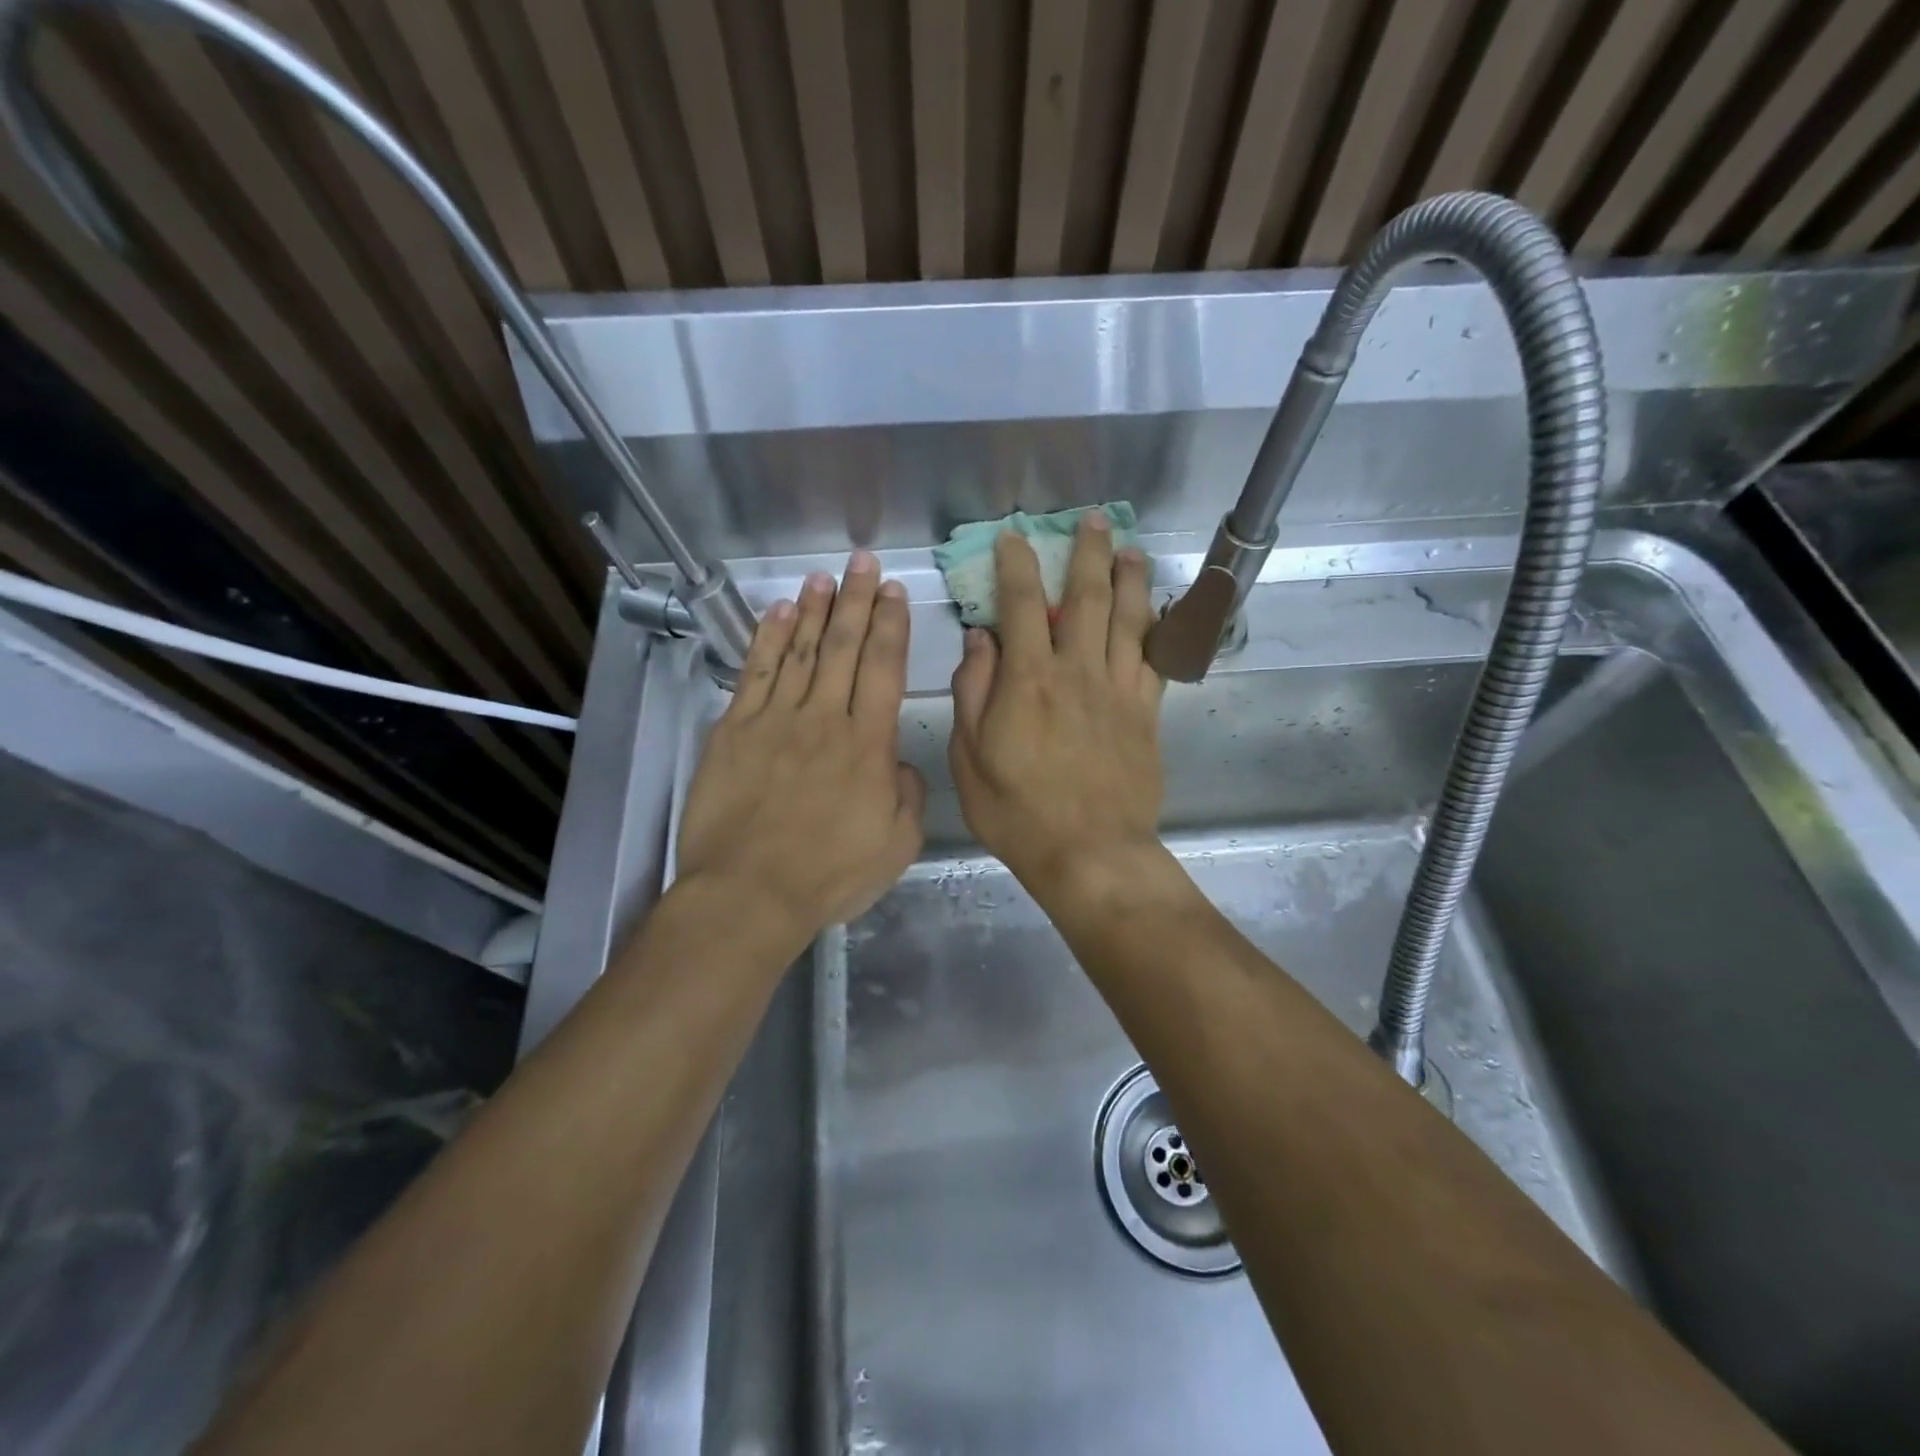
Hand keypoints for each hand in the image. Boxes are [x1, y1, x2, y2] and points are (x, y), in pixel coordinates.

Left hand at [677, 552, 924, 941]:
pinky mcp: (734, 731)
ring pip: (799, 651)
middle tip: (863, 564)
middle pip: (842, 647)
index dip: (890, 625)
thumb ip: (909, 796)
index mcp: (868, 745)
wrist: (749, 894)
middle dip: (856, 601)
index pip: (882, 668)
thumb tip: (900, 762)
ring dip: (813, 610)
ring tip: (823, 577)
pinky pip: (755, 674)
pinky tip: (777, 613)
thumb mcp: (896, 845)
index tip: (894, 593)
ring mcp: (775, 721)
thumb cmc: (829, 875)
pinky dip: (767, 640)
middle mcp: (823, 719)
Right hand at [948, 513, 1164, 899]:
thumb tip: (980, 639)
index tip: (1014, 537)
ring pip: (1128, 619)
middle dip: (1087, 553)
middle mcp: (1077, 671)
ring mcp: (1118, 690)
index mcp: (1028, 679)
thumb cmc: (1018, 812)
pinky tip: (1158, 610)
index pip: (1021, 605)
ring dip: (1130, 578)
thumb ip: (974, 691)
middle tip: (1093, 520)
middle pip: (1085, 598)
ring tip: (1131, 549)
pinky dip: (1157, 628)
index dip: (1016, 565)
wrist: (1090, 853)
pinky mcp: (1145, 713)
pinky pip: (1154, 659)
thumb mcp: (970, 758)